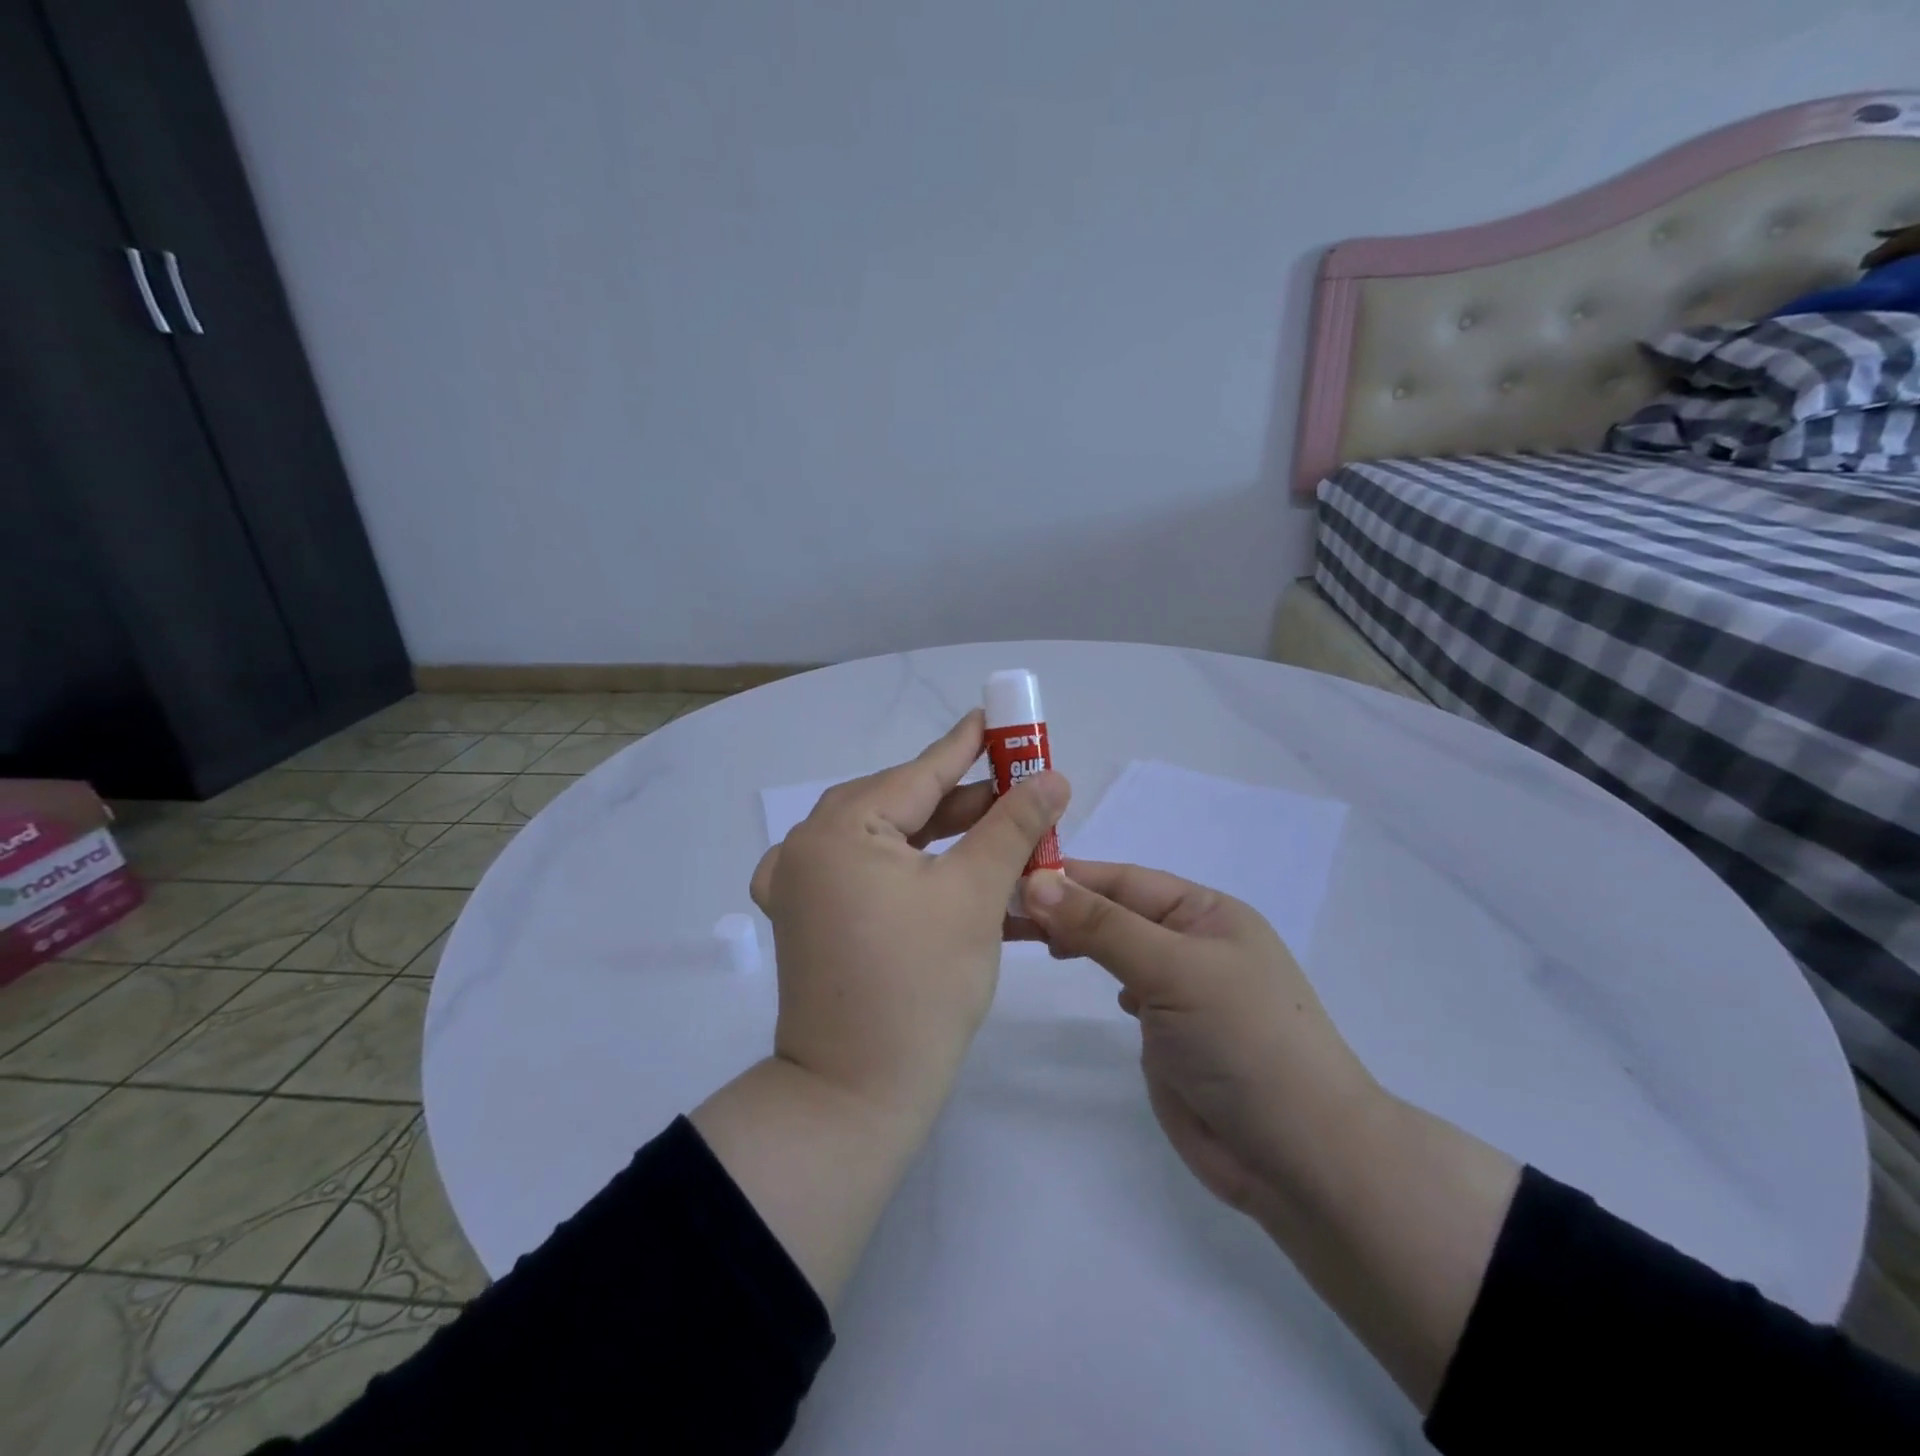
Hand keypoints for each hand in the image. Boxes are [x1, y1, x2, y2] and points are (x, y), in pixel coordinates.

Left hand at [750, 710, 1069, 1131]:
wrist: (856, 1095)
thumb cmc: (921, 985)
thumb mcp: (976, 894)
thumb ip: (1013, 825)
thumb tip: (1053, 777)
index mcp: (840, 828)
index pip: (919, 773)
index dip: (967, 747)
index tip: (999, 719)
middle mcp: (808, 846)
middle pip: (900, 806)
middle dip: (963, 801)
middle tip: (1017, 789)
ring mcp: (801, 886)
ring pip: (885, 842)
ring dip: (943, 840)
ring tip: (999, 832)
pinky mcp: (807, 920)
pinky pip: (863, 875)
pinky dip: (907, 870)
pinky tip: (941, 871)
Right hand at [1020, 860, 1377, 1221]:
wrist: (1300, 1158)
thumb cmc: (1242, 1040)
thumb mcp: (1172, 970)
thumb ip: (1102, 926)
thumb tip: (1036, 882)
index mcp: (1206, 913)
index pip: (1124, 880)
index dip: (1070, 876)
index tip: (1009, 877)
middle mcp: (1194, 945)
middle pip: (1116, 912)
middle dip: (1066, 908)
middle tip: (1004, 913)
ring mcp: (1183, 992)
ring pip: (1119, 951)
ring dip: (1079, 940)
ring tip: (1029, 939)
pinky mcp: (1171, 1036)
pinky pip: (1129, 991)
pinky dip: (1104, 979)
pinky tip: (1089, 982)